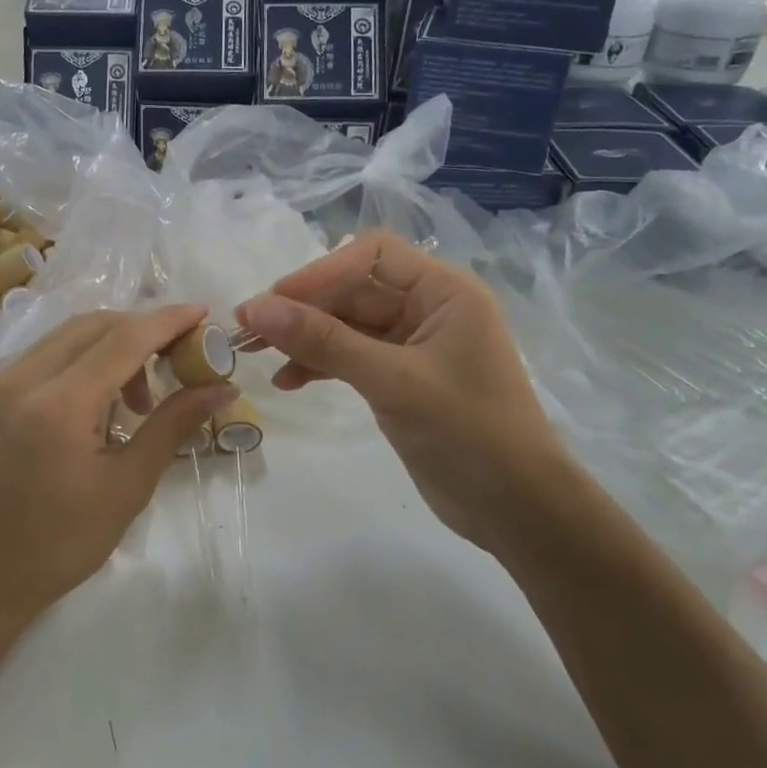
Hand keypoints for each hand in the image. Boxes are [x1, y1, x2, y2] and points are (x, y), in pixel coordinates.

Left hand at [0, 305, 237, 619]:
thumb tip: (221, 387)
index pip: (123, 339)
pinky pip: (44, 354)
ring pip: (67, 335)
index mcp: (57, 407)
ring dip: (112, 345)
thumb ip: (173, 424)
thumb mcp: (128, 485)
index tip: (203, 313)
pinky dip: (81, 359)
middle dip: (142, 331)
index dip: (167, 321)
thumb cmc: (64, 541)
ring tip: (138, 397)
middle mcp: (21, 380)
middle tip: (177, 359)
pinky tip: (99, 398)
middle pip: (94, 325)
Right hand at [234, 232, 571, 552]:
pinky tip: (288, 380)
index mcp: (444, 291)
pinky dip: (319, 364)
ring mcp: (413, 345)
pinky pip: (351, 356)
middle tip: (248, 331)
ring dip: (304, 338)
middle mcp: (428, 308)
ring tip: (256, 356)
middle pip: (353, 290)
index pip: (371, 256)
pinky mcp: (400, 378)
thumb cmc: (469, 434)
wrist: (518, 511)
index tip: (273, 302)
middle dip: (302, 309)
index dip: (320, 272)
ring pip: (346, 325)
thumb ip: (324, 342)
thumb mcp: (393, 381)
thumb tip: (255, 307)